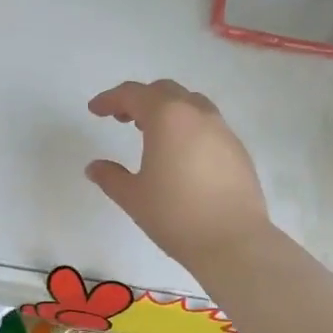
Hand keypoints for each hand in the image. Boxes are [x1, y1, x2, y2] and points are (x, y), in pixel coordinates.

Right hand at [86, 79, 270, 269]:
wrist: (233, 241)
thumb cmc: (175, 215)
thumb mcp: (133, 197)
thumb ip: (110, 177)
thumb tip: (94, 167)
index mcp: (167, 117)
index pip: (133, 94)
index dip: (110, 99)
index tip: (95, 110)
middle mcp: (197, 114)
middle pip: (164, 91)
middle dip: (139, 99)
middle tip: (121, 119)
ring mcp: (222, 130)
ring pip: (190, 104)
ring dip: (166, 110)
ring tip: (151, 133)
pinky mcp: (238, 149)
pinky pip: (207, 125)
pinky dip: (187, 127)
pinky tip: (180, 154)